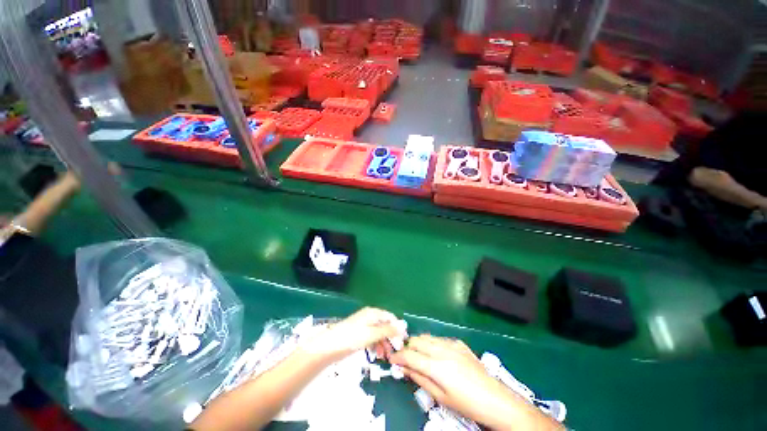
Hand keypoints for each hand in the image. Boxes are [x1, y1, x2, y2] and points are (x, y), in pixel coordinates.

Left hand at [301, 307, 404, 362]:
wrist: (330, 346)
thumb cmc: (353, 337)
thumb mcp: (373, 334)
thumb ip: (388, 330)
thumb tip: (403, 325)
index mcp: (374, 313)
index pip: (390, 317)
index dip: (398, 328)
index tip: (403, 341)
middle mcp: (370, 317)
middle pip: (385, 325)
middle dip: (391, 338)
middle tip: (395, 352)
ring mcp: (364, 325)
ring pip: (379, 333)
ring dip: (384, 344)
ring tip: (386, 357)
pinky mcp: (359, 334)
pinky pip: (372, 338)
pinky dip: (376, 345)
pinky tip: (377, 355)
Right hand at [390, 335, 561, 430]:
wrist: (495, 400)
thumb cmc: (466, 404)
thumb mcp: (440, 396)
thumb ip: (419, 378)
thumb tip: (403, 368)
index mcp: (437, 366)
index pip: (410, 355)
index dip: (398, 356)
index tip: (391, 359)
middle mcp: (443, 349)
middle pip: (417, 340)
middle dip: (407, 347)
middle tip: (405, 359)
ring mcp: (452, 344)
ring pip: (427, 336)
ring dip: (419, 344)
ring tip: (418, 356)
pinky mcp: (459, 343)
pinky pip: (439, 339)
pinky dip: (432, 344)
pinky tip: (435, 356)